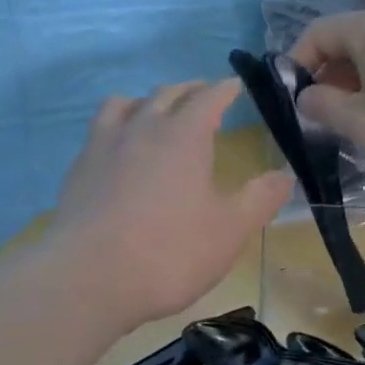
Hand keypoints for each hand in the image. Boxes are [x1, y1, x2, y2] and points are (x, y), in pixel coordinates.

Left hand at [48, 80, 292, 331]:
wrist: (88, 279)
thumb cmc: (169, 252)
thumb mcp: (230, 230)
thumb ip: (260, 198)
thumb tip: (285, 175)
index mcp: (184, 135)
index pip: (208, 97)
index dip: (224, 89)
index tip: (235, 86)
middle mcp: (142, 128)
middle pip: (166, 94)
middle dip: (189, 90)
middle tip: (203, 96)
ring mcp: (104, 146)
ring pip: (124, 104)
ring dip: (146, 101)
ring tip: (155, 113)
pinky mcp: (78, 169)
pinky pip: (100, 130)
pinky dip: (117, 126)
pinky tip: (119, 150)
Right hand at [289, 4, 364, 197]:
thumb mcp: (362, 124)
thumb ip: (324, 105)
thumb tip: (306, 95)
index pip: (319, 32)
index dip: (298, 63)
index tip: (293, 99)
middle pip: (350, 38)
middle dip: (329, 73)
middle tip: (324, 115)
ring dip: (358, 80)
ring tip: (358, 119)